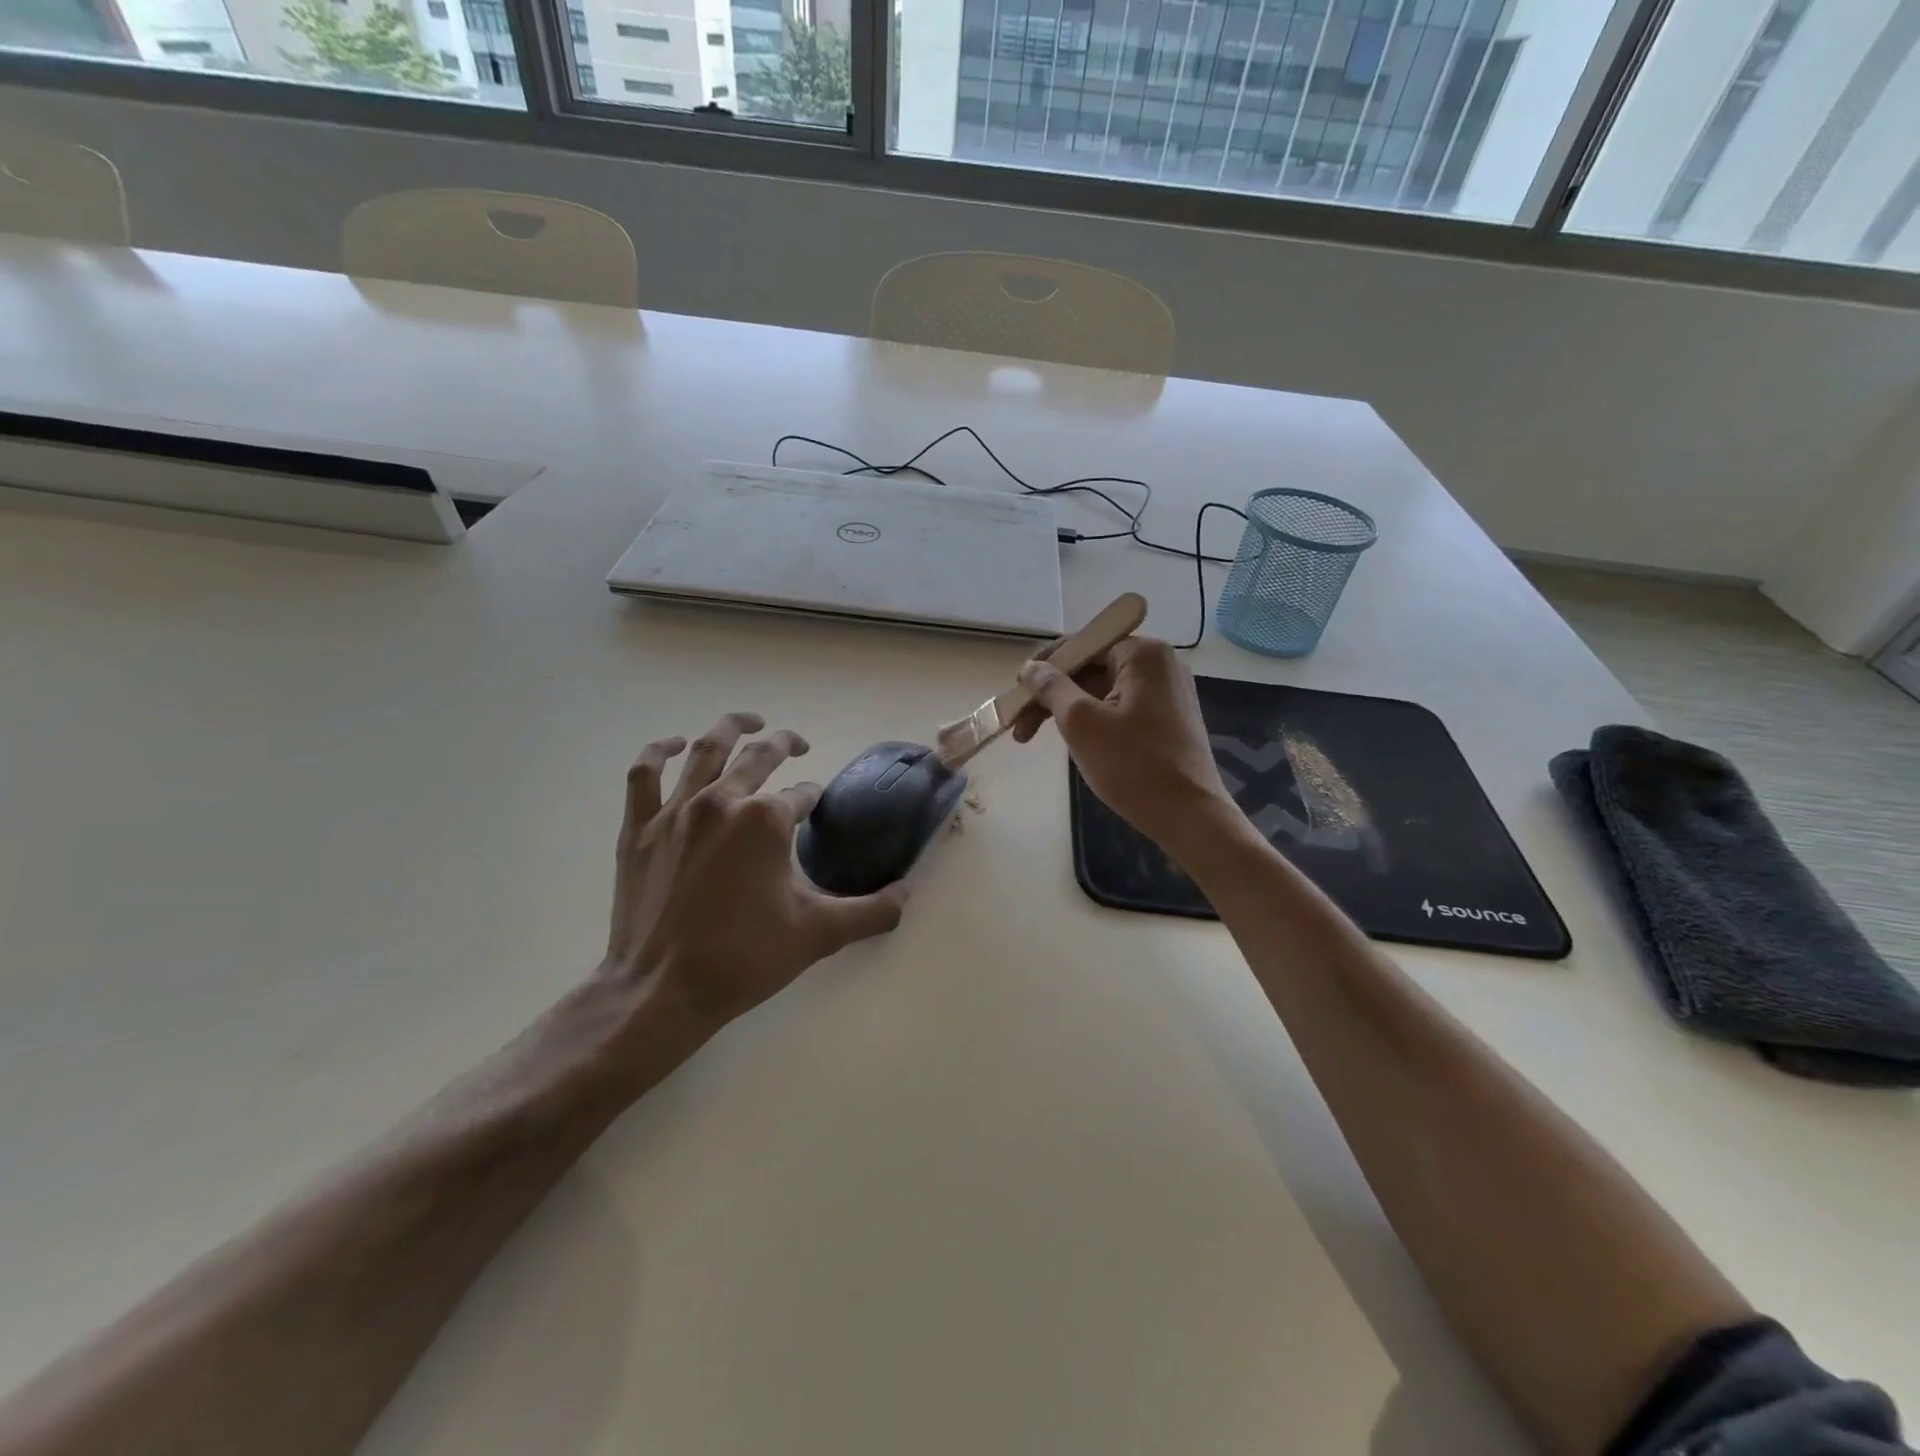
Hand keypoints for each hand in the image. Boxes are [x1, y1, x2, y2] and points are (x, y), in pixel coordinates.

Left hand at [600, 712, 907, 1031]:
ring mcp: (676, 811)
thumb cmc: (743, 958)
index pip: (801, 795)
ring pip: (705, 751)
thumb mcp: (819, 935)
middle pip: (758, 756)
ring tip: (749, 721)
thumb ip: (871, 911)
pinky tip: (676, 745)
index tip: (816, 809)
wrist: (662, 991)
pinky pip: (645, 774)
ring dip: (730, 728)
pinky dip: (661, 752)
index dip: (813, 799)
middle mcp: (722, 802)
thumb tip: (906, 895)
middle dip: (784, 744)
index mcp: (766, 820)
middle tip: (798, 744)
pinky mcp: (640, 828)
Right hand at [1011, 637, 1241, 865]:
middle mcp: (1160, 664)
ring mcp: (1168, 692)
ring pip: (1103, 691)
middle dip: (1052, 695)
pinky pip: (1121, 708)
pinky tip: (1074, 743)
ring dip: (1068, 711)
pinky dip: (1093, 720)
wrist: (1189, 816)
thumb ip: (1051, 688)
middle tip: (1020, 726)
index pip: (1082, 645)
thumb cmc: (1133, 765)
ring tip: (1036, 739)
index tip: (1017, 694)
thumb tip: (1031, 667)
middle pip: (1091, 668)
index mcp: (1143, 654)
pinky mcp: (1169, 719)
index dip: (1044, 668)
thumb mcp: (1081, 723)